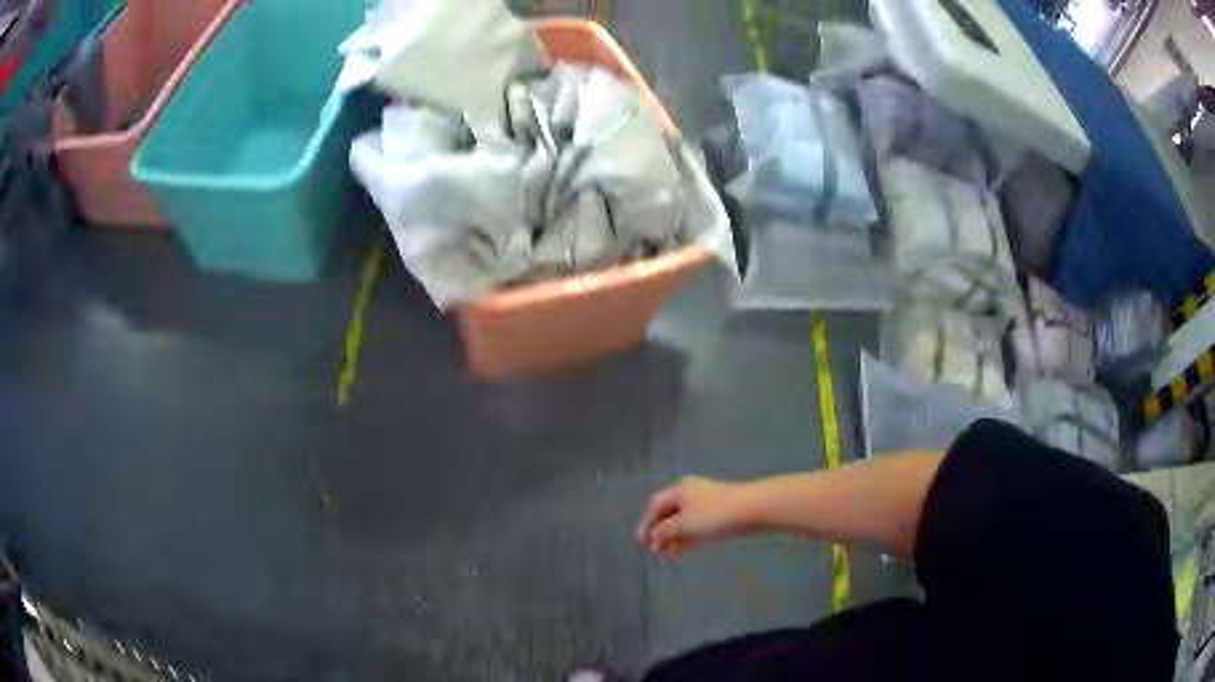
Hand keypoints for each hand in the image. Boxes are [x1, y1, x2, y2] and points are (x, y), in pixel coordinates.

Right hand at [637, 477, 755, 559]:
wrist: (753, 509)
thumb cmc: (714, 514)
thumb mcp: (684, 524)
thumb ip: (664, 531)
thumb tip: (653, 537)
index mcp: (678, 491)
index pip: (654, 506)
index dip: (646, 525)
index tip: (642, 545)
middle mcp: (689, 494)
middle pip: (668, 514)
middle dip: (660, 533)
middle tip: (656, 553)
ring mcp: (705, 504)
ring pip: (682, 522)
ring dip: (674, 538)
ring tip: (671, 557)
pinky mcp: (718, 514)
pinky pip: (696, 527)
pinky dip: (687, 538)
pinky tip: (684, 552)